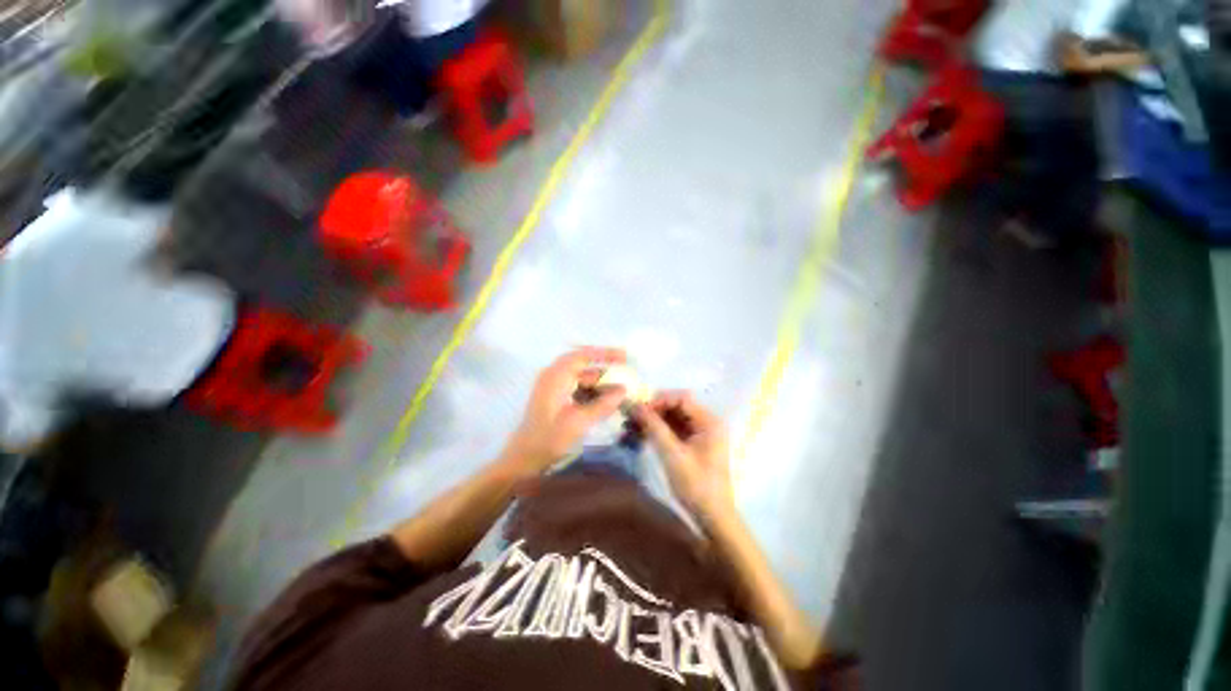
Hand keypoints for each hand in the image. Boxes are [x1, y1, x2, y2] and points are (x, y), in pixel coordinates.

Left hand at [500, 347, 626, 475]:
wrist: (523, 460)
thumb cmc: (548, 440)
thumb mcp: (578, 423)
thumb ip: (602, 404)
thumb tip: (624, 390)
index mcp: (555, 377)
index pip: (583, 355)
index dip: (604, 353)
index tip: (624, 356)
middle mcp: (553, 377)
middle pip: (583, 366)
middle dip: (605, 368)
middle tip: (627, 372)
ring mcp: (553, 388)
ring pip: (582, 378)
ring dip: (600, 383)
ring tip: (621, 391)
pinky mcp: (555, 398)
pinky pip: (578, 388)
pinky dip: (592, 392)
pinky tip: (606, 402)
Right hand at [632, 391, 733, 520]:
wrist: (712, 517)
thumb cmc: (696, 485)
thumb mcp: (673, 454)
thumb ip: (655, 427)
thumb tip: (635, 405)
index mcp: (709, 421)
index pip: (682, 398)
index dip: (659, 400)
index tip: (640, 411)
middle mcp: (707, 422)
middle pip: (677, 406)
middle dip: (654, 410)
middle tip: (632, 418)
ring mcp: (701, 433)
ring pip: (674, 417)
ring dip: (655, 420)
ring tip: (633, 426)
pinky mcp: (694, 444)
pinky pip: (675, 429)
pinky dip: (660, 430)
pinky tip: (643, 434)